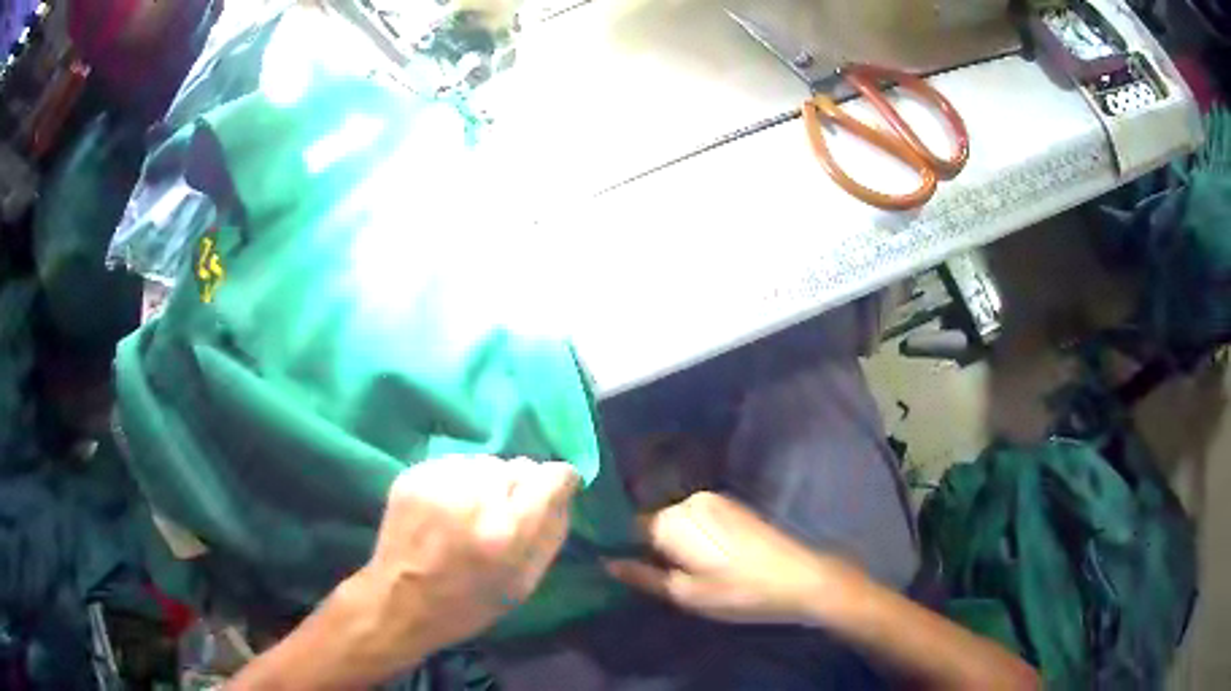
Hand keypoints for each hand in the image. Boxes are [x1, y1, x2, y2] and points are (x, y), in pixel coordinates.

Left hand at [345, 456, 579, 670]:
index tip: (551, 496)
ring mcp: (439, 481)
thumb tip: (566, 491)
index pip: (552, 474)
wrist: (399, 601)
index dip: (558, 484)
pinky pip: (455, 464)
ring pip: (485, 462)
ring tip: (471, 513)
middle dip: (518, 488)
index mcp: (507, 530)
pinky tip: (447, 509)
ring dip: (487, 482)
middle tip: (502, 518)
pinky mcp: (413, 474)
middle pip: (518, 465)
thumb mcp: (525, 583)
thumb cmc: (468, 604)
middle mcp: (474, 496)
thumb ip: (551, 532)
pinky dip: (459, 482)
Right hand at [605, 491, 861, 625]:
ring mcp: (714, 500)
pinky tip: (707, 560)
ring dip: (673, 542)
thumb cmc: (738, 591)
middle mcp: (690, 501)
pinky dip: (693, 537)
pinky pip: (697, 519)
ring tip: (685, 572)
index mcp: (673, 520)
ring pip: (676, 521)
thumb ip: (643, 576)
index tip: (621, 567)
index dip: (623, 547)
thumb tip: (608, 562)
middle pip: (653, 522)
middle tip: (660, 578)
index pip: (628, 526)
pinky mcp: (733, 506)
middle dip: (651, 546)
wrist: (800, 578)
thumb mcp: (686, 593)